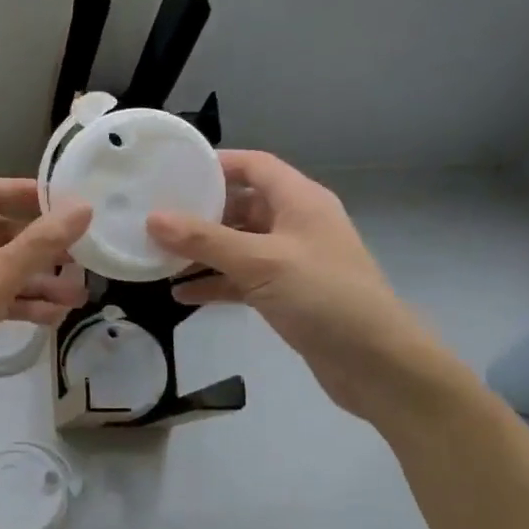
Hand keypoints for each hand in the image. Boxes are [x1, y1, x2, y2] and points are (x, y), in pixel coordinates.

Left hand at [0, 179, 90, 431]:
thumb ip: (39, 244)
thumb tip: (82, 207)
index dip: (25, 193)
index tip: (66, 203)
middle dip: (41, 246)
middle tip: (82, 255)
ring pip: (0, 270)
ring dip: (38, 280)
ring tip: (78, 295)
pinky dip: (22, 304)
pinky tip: (55, 316)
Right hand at [147, 150, 460, 424]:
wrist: (376, 363)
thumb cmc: (323, 296)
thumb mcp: (259, 262)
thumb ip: (204, 240)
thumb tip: (153, 219)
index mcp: (299, 200)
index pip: (254, 166)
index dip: (215, 165)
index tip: (173, 172)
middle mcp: (295, 224)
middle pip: (241, 206)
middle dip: (199, 214)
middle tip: (154, 218)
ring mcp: (291, 261)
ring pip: (237, 246)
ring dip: (202, 252)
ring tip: (158, 258)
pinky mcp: (286, 295)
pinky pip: (242, 280)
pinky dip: (215, 284)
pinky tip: (181, 295)